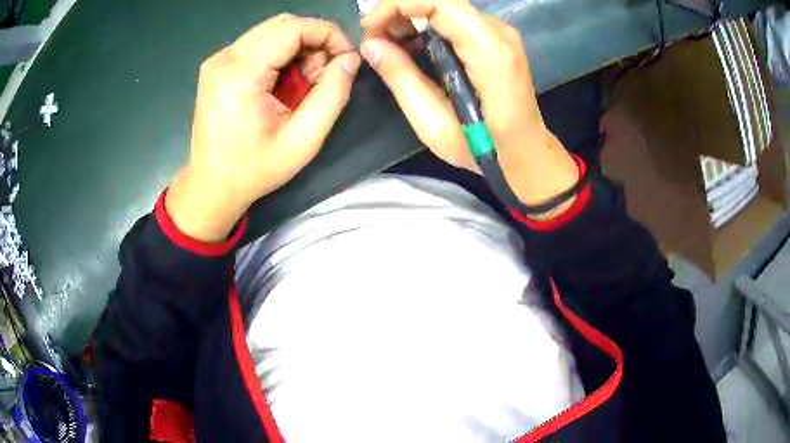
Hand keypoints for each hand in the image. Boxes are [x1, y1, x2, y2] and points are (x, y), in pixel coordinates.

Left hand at [167, 15, 360, 241]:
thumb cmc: (254, 170)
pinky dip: (281, 55)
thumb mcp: (303, 141)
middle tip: (324, 75)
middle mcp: (225, 57)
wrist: (211, 186)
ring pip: (272, 31)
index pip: (294, 28)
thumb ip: (333, 95)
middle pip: (283, 24)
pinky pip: (258, 44)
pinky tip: (284, 82)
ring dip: (298, 48)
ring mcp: (218, 60)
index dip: (328, 34)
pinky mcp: (217, 66)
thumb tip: (350, 60)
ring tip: (304, 82)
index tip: (346, 59)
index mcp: (241, 73)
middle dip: (314, 41)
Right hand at [360, 0, 578, 209]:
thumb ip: (402, 79)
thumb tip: (370, 44)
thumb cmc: (483, 150)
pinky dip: (427, 25)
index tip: (369, 26)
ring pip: (447, 7)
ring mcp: (501, 34)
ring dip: (411, 17)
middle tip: (374, 37)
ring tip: (387, 43)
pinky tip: (412, 46)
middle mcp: (499, 34)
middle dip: (400, 10)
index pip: (441, 2)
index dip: (399, 4)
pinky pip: (455, 19)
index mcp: (490, 54)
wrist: (526, 154)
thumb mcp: (433, 124)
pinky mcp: (496, 39)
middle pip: (442, 0)